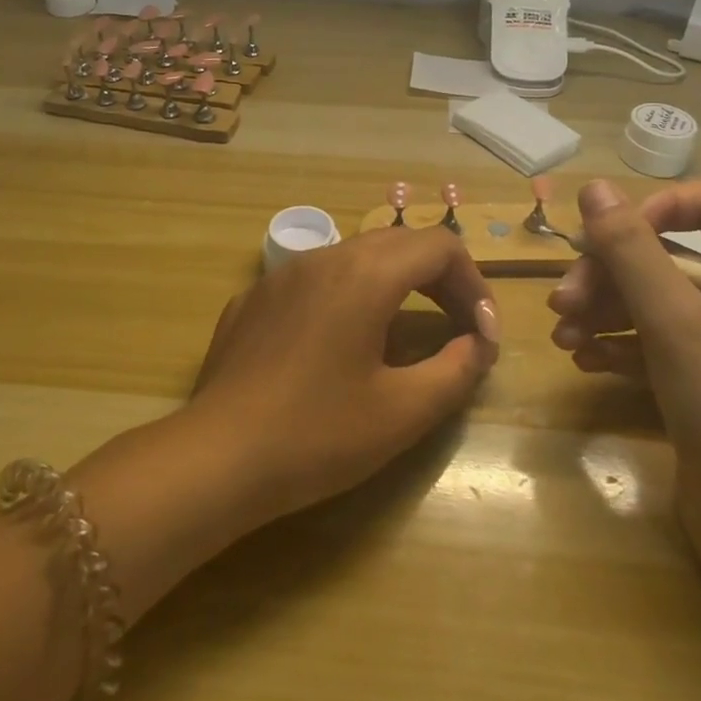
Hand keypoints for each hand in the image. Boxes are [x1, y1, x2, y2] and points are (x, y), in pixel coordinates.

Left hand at [185, 229, 499, 523]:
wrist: (217, 456)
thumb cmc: (318, 434)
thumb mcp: (402, 411)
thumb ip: (456, 369)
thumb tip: (479, 343)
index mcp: (365, 274)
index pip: (439, 246)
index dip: (473, 283)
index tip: (483, 334)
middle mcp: (324, 258)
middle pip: (399, 244)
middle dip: (438, 280)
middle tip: (458, 329)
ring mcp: (282, 275)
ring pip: (354, 258)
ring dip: (393, 284)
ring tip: (405, 334)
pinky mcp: (253, 298)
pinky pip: (314, 281)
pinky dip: (346, 297)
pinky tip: (338, 347)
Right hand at [548, 180, 700, 606]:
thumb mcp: (674, 319)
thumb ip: (631, 249)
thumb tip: (595, 188)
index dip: (655, 210)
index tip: (609, 239)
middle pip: (662, 257)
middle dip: (606, 274)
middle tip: (561, 303)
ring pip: (649, 303)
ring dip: (600, 311)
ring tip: (563, 337)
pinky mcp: (700, 387)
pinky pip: (650, 346)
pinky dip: (616, 346)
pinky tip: (585, 361)